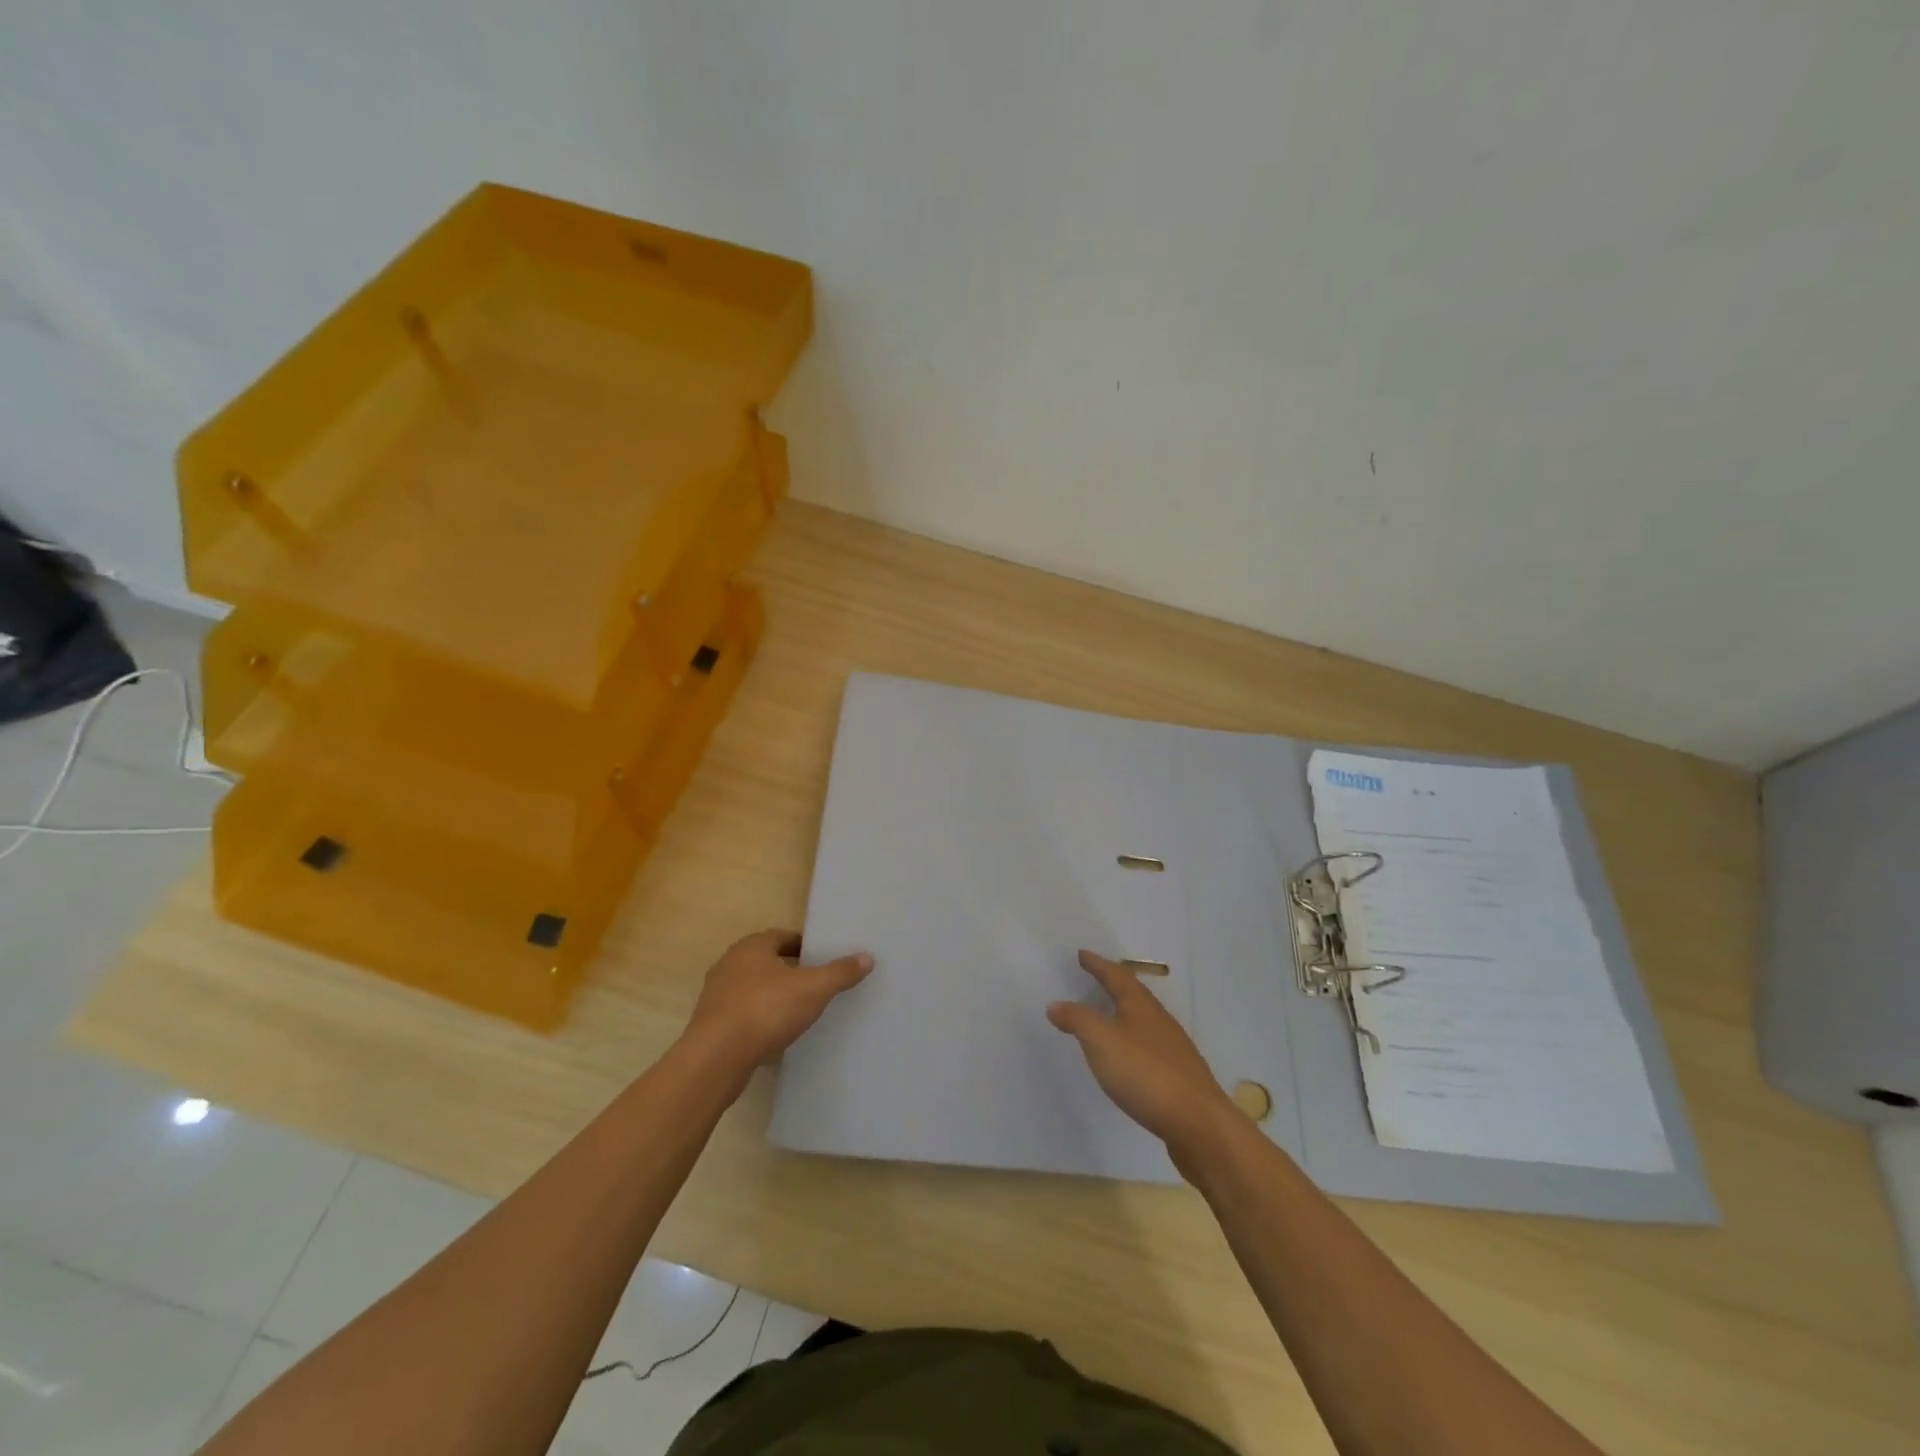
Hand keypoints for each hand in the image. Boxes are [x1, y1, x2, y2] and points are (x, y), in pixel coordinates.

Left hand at [685, 929, 873, 1070]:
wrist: (716, 1058)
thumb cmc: (766, 1010)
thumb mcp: (813, 989)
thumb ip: (840, 972)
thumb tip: (867, 957)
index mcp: (752, 947)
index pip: (783, 936)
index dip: (805, 946)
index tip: (823, 959)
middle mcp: (730, 964)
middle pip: (767, 961)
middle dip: (790, 970)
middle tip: (816, 983)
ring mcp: (716, 995)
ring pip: (753, 988)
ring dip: (773, 995)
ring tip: (799, 1010)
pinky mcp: (711, 1024)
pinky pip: (742, 1014)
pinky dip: (760, 1019)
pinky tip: (776, 1034)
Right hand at [1048, 950, 1238, 1162]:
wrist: (1199, 1123)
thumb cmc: (1146, 1074)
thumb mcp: (1102, 1042)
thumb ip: (1078, 1020)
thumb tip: (1056, 1004)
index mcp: (1140, 1006)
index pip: (1116, 976)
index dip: (1098, 965)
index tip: (1082, 954)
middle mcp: (1159, 1020)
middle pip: (1134, 994)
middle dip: (1114, 983)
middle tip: (1095, 977)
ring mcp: (1173, 1048)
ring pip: (1143, 1019)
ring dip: (1124, 1012)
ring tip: (1107, 1015)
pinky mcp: (1179, 1075)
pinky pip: (1149, 1045)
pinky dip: (1132, 1040)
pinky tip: (1128, 1057)